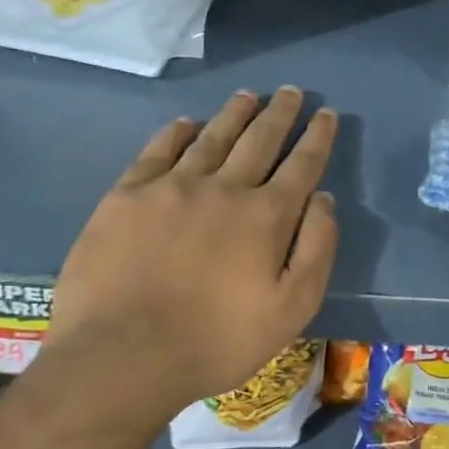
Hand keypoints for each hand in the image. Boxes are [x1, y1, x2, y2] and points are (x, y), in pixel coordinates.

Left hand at [48, 87, 338, 412]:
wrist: (122, 356)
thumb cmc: (217, 341)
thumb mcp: (292, 308)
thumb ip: (316, 249)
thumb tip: (323, 198)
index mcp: (266, 216)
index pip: (301, 164)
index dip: (317, 137)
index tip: (326, 114)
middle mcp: (223, 188)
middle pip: (259, 139)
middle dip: (279, 114)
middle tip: (290, 92)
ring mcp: (172, 187)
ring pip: (212, 137)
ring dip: (234, 113)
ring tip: (248, 96)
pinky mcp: (127, 196)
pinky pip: (158, 151)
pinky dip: (177, 132)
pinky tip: (187, 124)